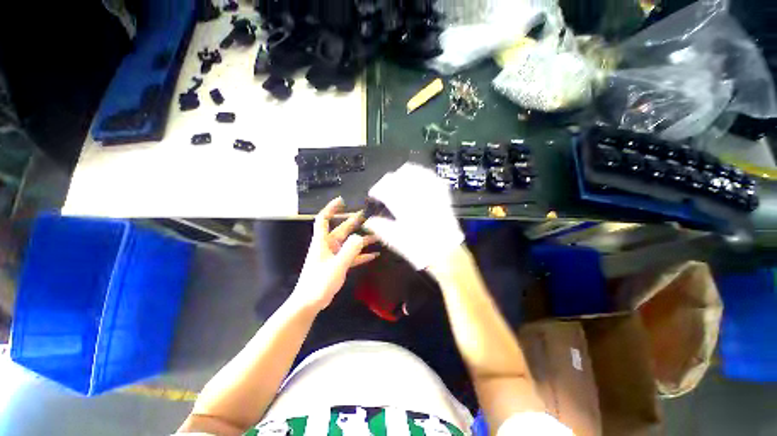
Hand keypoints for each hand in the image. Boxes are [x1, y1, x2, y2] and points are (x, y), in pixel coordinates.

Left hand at [291, 197, 378, 311]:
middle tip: (368, 216)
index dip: (331, 208)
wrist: (309, 303)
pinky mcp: (338, 265)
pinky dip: (361, 254)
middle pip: (341, 229)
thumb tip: (360, 237)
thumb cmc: (319, 283)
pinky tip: (373, 254)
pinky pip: (351, 256)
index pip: (324, 219)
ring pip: (349, 243)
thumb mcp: (337, 266)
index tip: (342, 201)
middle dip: (354, 222)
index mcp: (323, 242)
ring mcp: (333, 255)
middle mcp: (328, 246)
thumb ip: (350, 251)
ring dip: (361, 239)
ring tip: (376, 235)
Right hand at [364, 163, 463, 270]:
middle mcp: (417, 196)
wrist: (446, 253)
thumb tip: (368, 221)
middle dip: (388, 181)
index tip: (373, 195)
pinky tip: (418, 178)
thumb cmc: (419, 249)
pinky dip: (423, 175)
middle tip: (384, 189)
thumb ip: (380, 228)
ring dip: (404, 174)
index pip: (386, 189)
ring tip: (398, 180)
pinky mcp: (441, 196)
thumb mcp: (395, 241)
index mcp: (404, 207)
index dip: (376, 190)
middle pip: (399, 177)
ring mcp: (431, 194)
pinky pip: (432, 178)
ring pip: (416, 172)